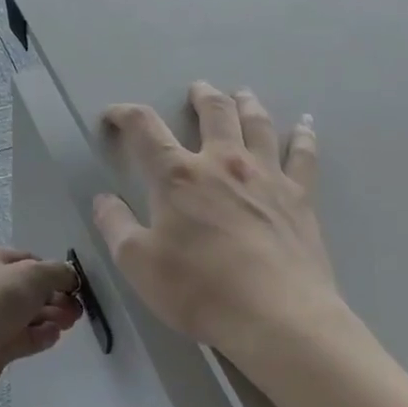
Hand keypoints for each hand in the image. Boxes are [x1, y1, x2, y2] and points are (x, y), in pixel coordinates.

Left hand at [0, 248, 83, 392]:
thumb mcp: (34, 275)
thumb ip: (58, 272)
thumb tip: (70, 276)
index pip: (26, 260)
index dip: (51, 269)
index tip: (72, 283)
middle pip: (28, 289)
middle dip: (55, 297)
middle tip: (77, 308)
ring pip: (26, 314)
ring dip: (51, 317)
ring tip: (70, 323)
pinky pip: (22, 337)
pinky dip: (39, 335)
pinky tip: (54, 336)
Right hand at [94, 83, 343, 360]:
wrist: (277, 317)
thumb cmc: (199, 290)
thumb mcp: (138, 264)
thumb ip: (116, 226)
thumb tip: (103, 200)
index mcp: (178, 177)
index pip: (145, 129)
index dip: (124, 115)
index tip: (113, 116)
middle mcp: (223, 163)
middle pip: (214, 113)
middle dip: (202, 97)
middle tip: (197, 89)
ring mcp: (267, 176)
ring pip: (257, 125)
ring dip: (247, 104)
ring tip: (242, 93)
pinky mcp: (300, 197)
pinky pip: (303, 155)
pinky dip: (303, 136)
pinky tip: (304, 125)